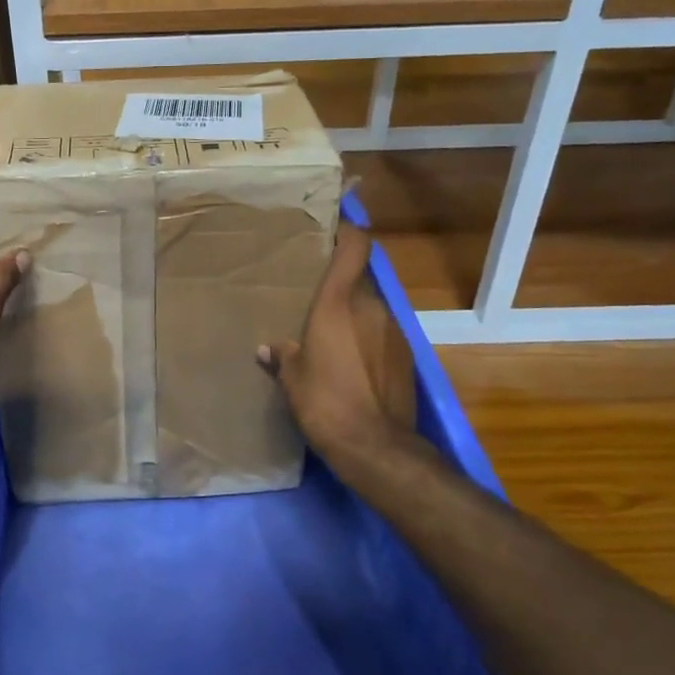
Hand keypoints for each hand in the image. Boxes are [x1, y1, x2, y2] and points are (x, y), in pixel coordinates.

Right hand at [258, 223, 420, 473]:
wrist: (375, 446)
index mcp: (339, 302)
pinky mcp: (406, 356)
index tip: (333, 228)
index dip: (349, 231)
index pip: (356, 247)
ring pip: (370, 308)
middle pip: (359, 279)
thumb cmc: (324, 401)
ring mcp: (394, 331)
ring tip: (331, 335)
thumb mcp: (292, 378)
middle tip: (315, 296)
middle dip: (340, 284)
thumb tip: (269, 349)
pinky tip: (351, 364)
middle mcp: (371, 307)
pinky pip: (381, 335)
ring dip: (353, 314)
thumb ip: (282, 355)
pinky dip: (367, 339)